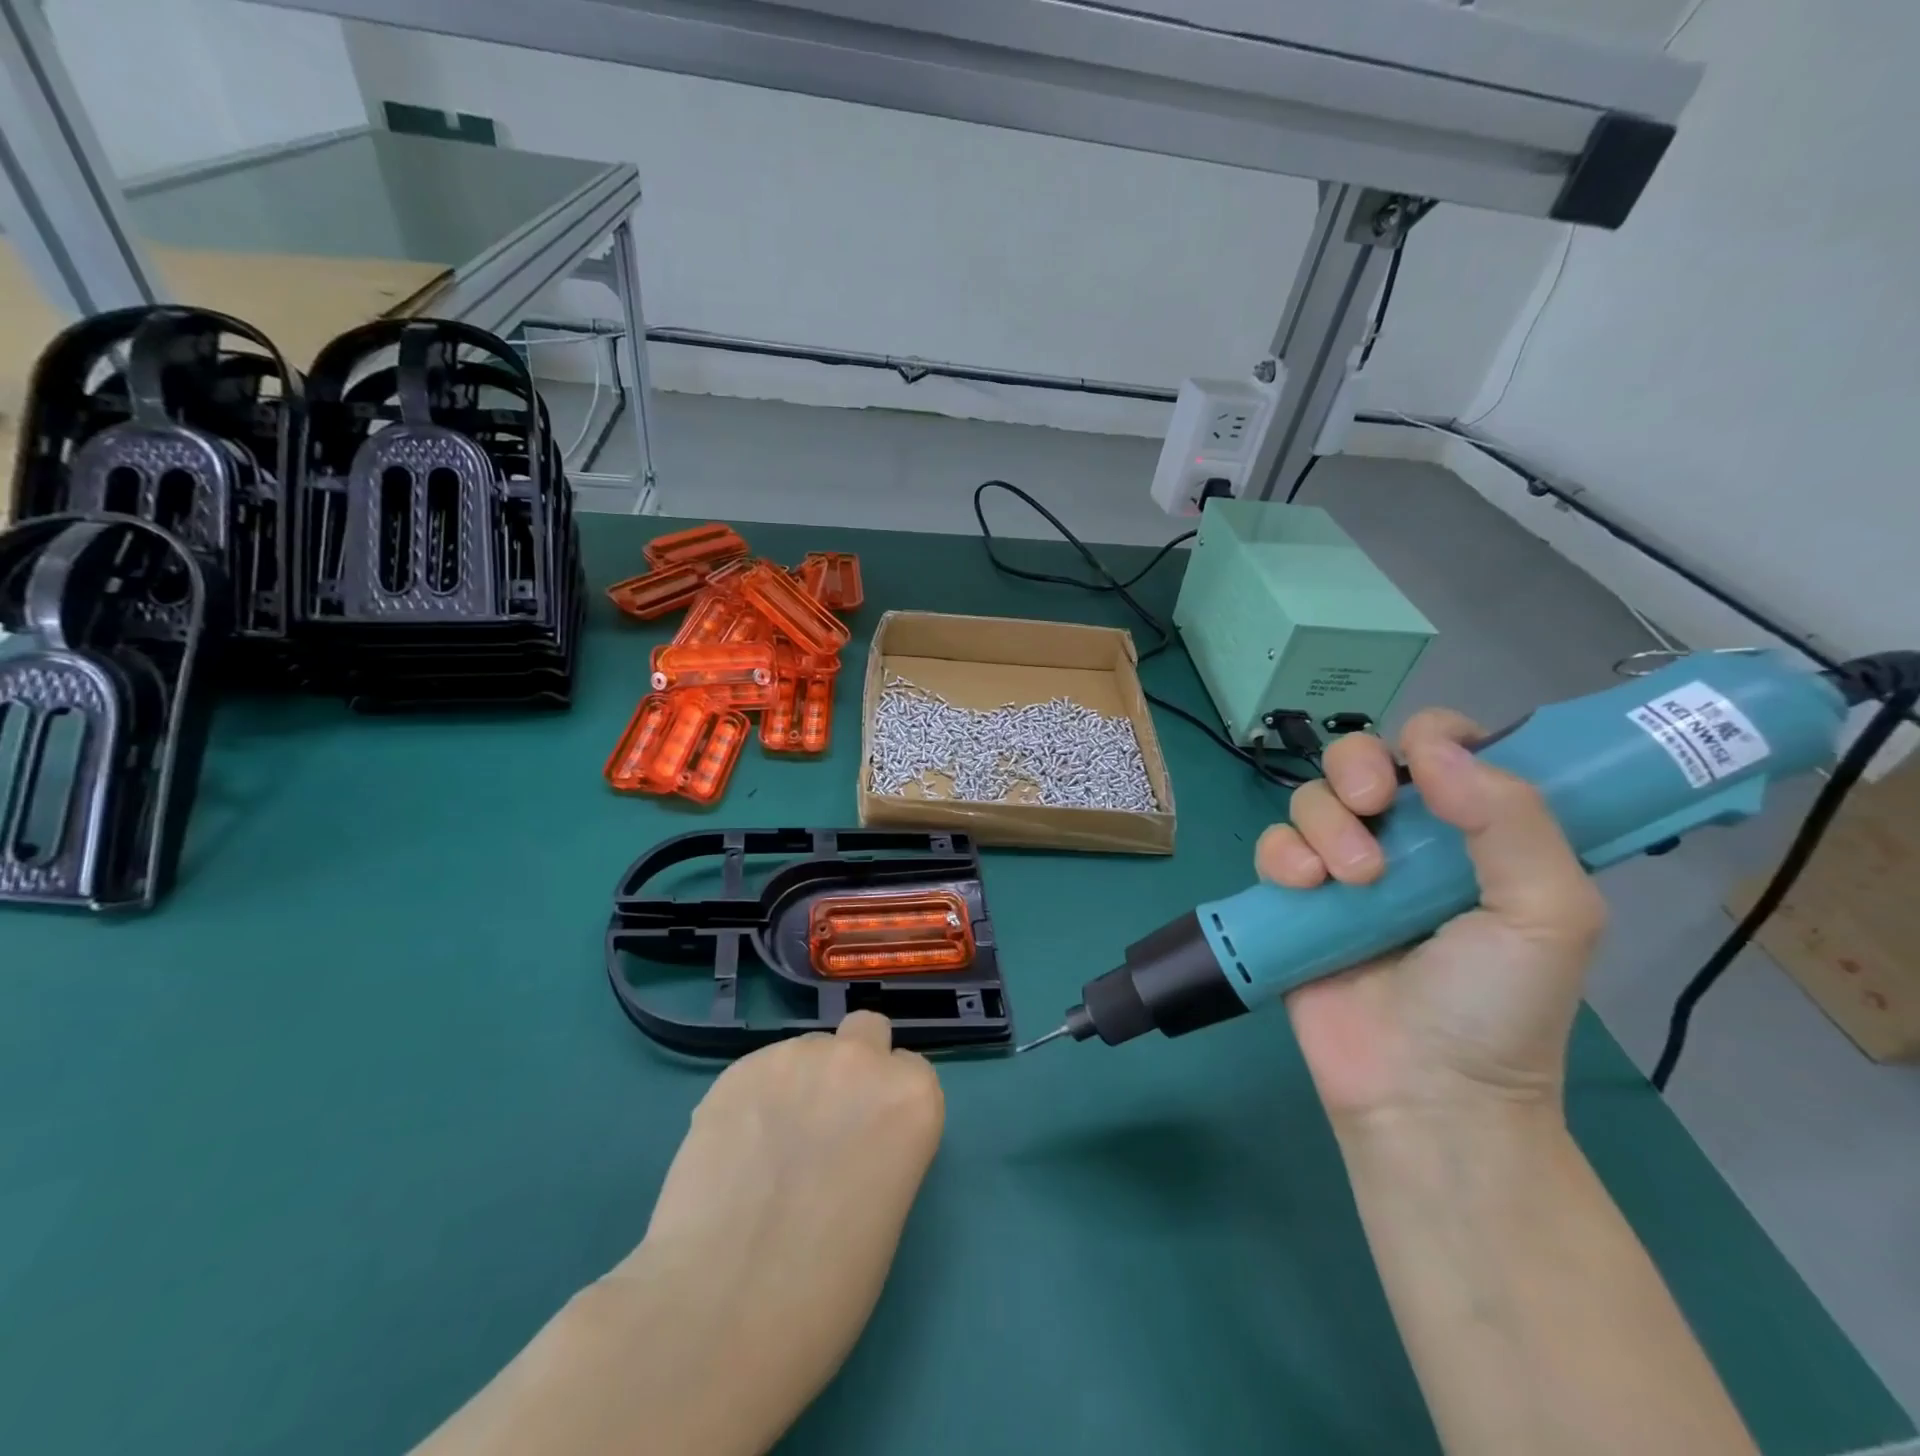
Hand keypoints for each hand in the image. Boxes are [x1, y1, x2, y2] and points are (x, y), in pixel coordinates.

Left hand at [604, 1012, 942, 1452]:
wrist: (722, 1311)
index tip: (870, 1143)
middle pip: (866, 1033)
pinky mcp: (738, 1068)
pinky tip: (732, 1153)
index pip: (911, 1072)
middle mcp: (859, 1060)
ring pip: (807, 1051)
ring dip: (799, 1084)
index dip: (890, 1107)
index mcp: (911, 1098)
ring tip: (766, 1150)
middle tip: (824, 1125)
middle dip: (853, 1066)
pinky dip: (753, 1100)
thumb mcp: (886, 1211)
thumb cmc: (825, 1291)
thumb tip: (850, 1139)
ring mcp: (795, 1057)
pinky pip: (759, 1071)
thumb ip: (881, 1147)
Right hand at [1256, 709, 1606, 1130]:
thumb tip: (1437, 749)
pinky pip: (1272, 846)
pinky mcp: (1294, 898)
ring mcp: (1343, 868)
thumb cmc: (1496, 1006)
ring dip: (1325, 825)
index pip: (1446, 749)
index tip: (1424, 759)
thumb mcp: (1548, 914)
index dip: (1431, 735)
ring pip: (1310, 798)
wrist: (1421, 1091)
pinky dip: (1282, 855)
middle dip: (1357, 768)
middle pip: (1360, 758)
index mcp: (1475, 834)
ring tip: (1352, 881)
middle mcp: (1406, 841)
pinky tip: (1304, 888)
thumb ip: (1514, 821)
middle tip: (1374, 807)